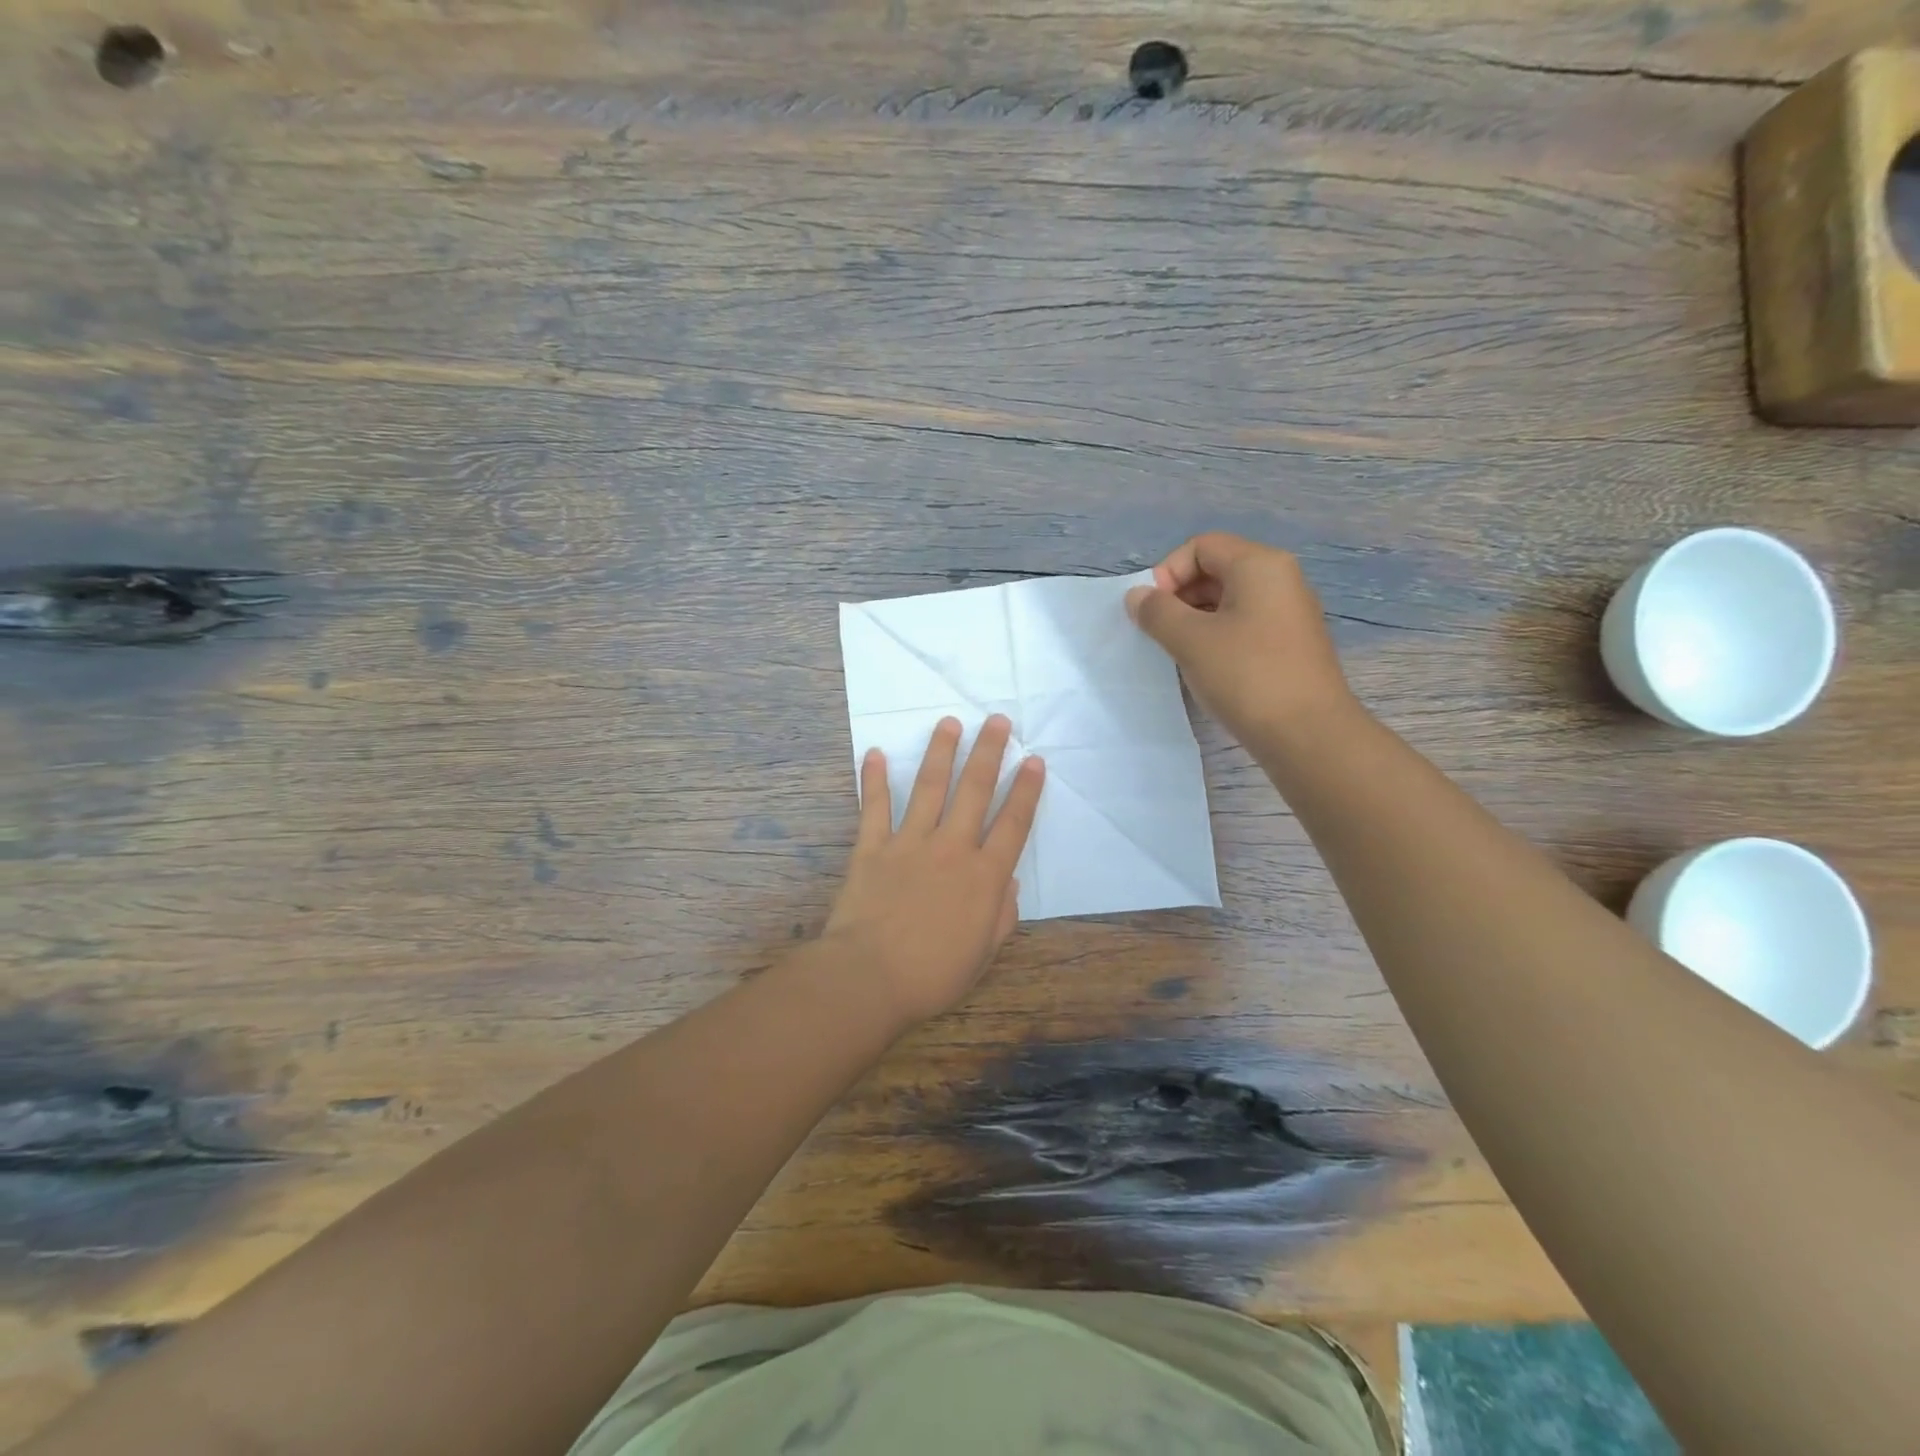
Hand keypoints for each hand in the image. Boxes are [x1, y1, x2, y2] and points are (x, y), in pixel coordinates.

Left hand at [822, 715, 1044, 1025]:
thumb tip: (1008, 883)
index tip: (1034, 761)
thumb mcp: (983, 954)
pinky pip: (874, 808)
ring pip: (929, 788)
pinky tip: (874, 753)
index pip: (1012, 824)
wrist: (870, 976)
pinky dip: (873, 780)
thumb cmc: (932, 974)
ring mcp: (909, 843)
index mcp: (983, 877)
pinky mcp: (872, 848)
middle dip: (989, 753)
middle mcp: (951, 848)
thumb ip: (1001, 915)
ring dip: (941, 753)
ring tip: (950, 723)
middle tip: (998, 720)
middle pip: (974, 791)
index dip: (1026, 791)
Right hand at [1125, 532, 1358, 745]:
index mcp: (1260, 565)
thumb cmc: (1246, 676)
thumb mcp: (1190, 640)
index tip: (1152, 610)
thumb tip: (1137, 596)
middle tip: (1159, 632)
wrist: (1307, 734)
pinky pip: (1244, 625)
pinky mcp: (1290, 645)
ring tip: (1178, 652)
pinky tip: (1205, 667)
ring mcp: (1289, 613)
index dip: (1168, 572)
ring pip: (1229, 600)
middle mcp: (1280, 580)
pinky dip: (1217, 637)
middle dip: (1179, 595)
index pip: (1201, 546)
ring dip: (1195, 619)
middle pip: (1217, 569)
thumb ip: (1157, 612)